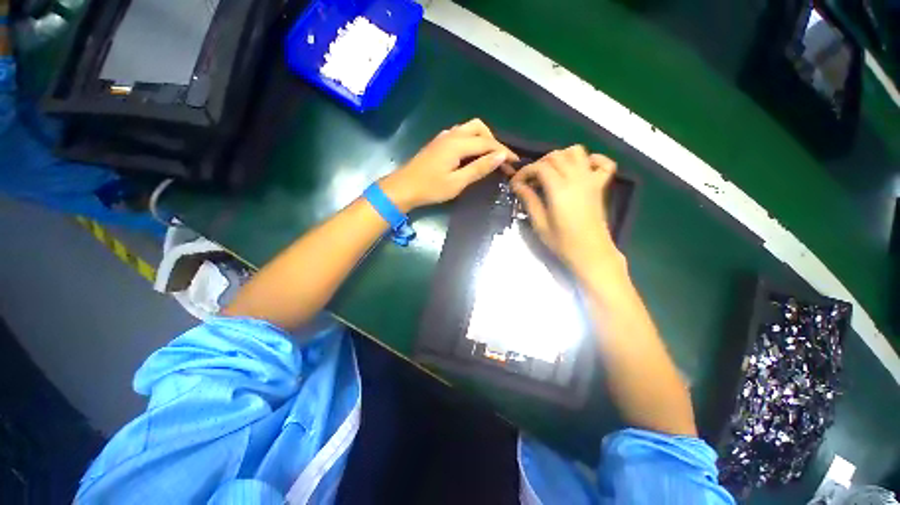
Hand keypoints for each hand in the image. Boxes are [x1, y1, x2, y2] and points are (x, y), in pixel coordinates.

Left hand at [380, 118, 517, 211]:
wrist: (404, 187)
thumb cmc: (430, 188)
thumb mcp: (457, 182)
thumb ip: (479, 168)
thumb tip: (501, 155)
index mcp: (457, 144)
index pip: (487, 143)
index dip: (503, 151)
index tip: (515, 162)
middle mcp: (452, 135)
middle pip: (479, 128)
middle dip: (493, 141)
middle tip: (499, 159)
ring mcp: (443, 137)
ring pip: (469, 128)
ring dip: (482, 139)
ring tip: (488, 156)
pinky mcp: (439, 142)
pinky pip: (460, 133)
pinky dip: (471, 140)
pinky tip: (470, 154)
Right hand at [511, 145, 620, 275]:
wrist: (591, 252)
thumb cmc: (562, 242)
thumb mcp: (540, 223)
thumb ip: (529, 200)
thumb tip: (517, 185)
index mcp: (560, 189)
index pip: (540, 167)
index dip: (524, 172)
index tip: (515, 183)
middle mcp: (577, 178)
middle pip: (556, 156)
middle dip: (538, 164)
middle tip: (530, 181)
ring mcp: (591, 180)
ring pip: (577, 152)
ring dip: (560, 157)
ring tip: (550, 173)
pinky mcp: (600, 185)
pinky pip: (602, 163)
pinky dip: (591, 160)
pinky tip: (580, 170)